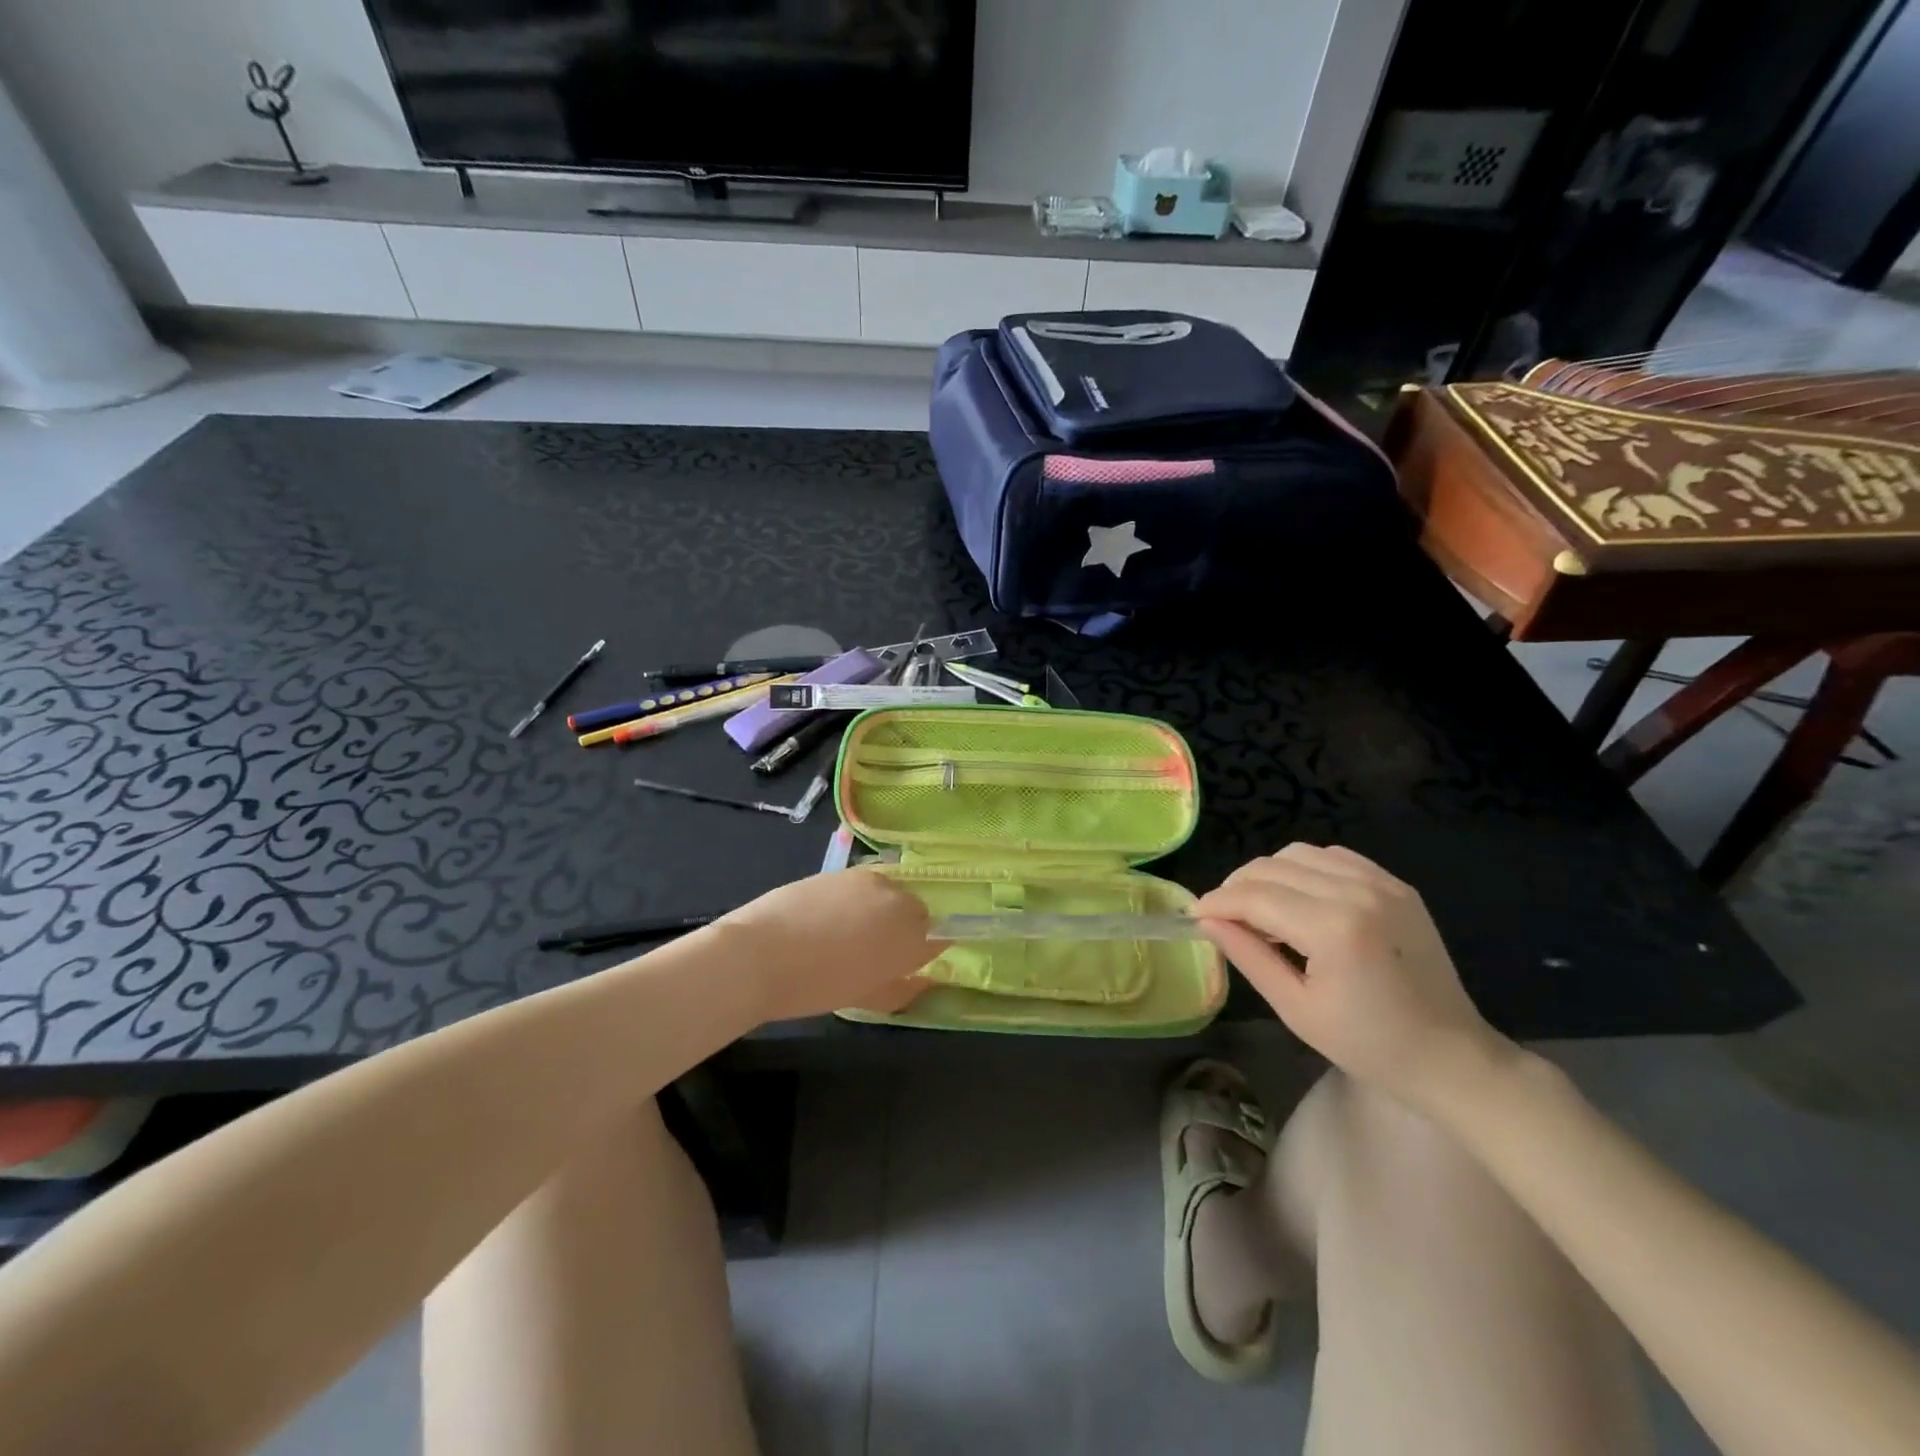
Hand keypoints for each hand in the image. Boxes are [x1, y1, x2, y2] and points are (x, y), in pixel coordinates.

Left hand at [708, 868, 944, 1023]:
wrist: (758, 954)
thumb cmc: (814, 987)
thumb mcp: (865, 999)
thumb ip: (903, 989)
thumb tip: (924, 981)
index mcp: (911, 937)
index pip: (938, 937)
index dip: (923, 951)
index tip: (906, 963)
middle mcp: (898, 900)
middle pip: (917, 910)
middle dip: (904, 928)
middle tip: (875, 952)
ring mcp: (869, 879)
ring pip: (890, 893)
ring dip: (880, 909)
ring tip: (849, 932)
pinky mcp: (842, 870)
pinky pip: (863, 884)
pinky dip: (857, 898)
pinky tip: (829, 918)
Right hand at [1194, 844, 1511, 1109]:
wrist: (1451, 1056)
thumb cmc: (1368, 1045)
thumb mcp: (1296, 1008)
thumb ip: (1248, 955)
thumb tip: (1208, 920)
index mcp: (1334, 928)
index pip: (1255, 896)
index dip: (1217, 902)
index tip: (1195, 915)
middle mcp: (1357, 892)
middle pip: (1272, 866)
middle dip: (1237, 886)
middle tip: (1223, 917)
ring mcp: (1382, 883)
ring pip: (1298, 854)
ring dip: (1268, 874)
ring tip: (1260, 908)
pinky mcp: (1396, 884)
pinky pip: (1333, 857)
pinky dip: (1304, 869)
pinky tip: (1299, 899)